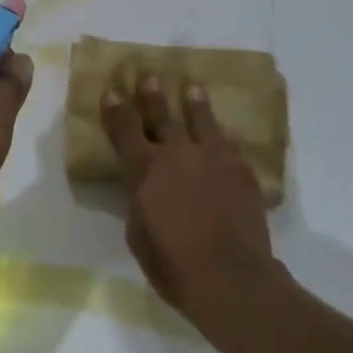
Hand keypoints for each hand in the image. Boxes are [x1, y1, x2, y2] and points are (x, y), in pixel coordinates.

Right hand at [102, 75, 276, 329]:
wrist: (230, 276)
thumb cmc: (173, 264)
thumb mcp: (138, 234)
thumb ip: (139, 202)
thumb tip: (144, 190)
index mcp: (143, 169)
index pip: (124, 129)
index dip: (116, 110)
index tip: (111, 92)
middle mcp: (176, 153)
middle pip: (162, 115)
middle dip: (153, 95)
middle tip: (150, 75)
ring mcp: (212, 157)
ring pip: (201, 121)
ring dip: (195, 104)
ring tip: (193, 88)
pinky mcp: (241, 170)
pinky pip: (230, 145)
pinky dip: (224, 137)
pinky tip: (225, 132)